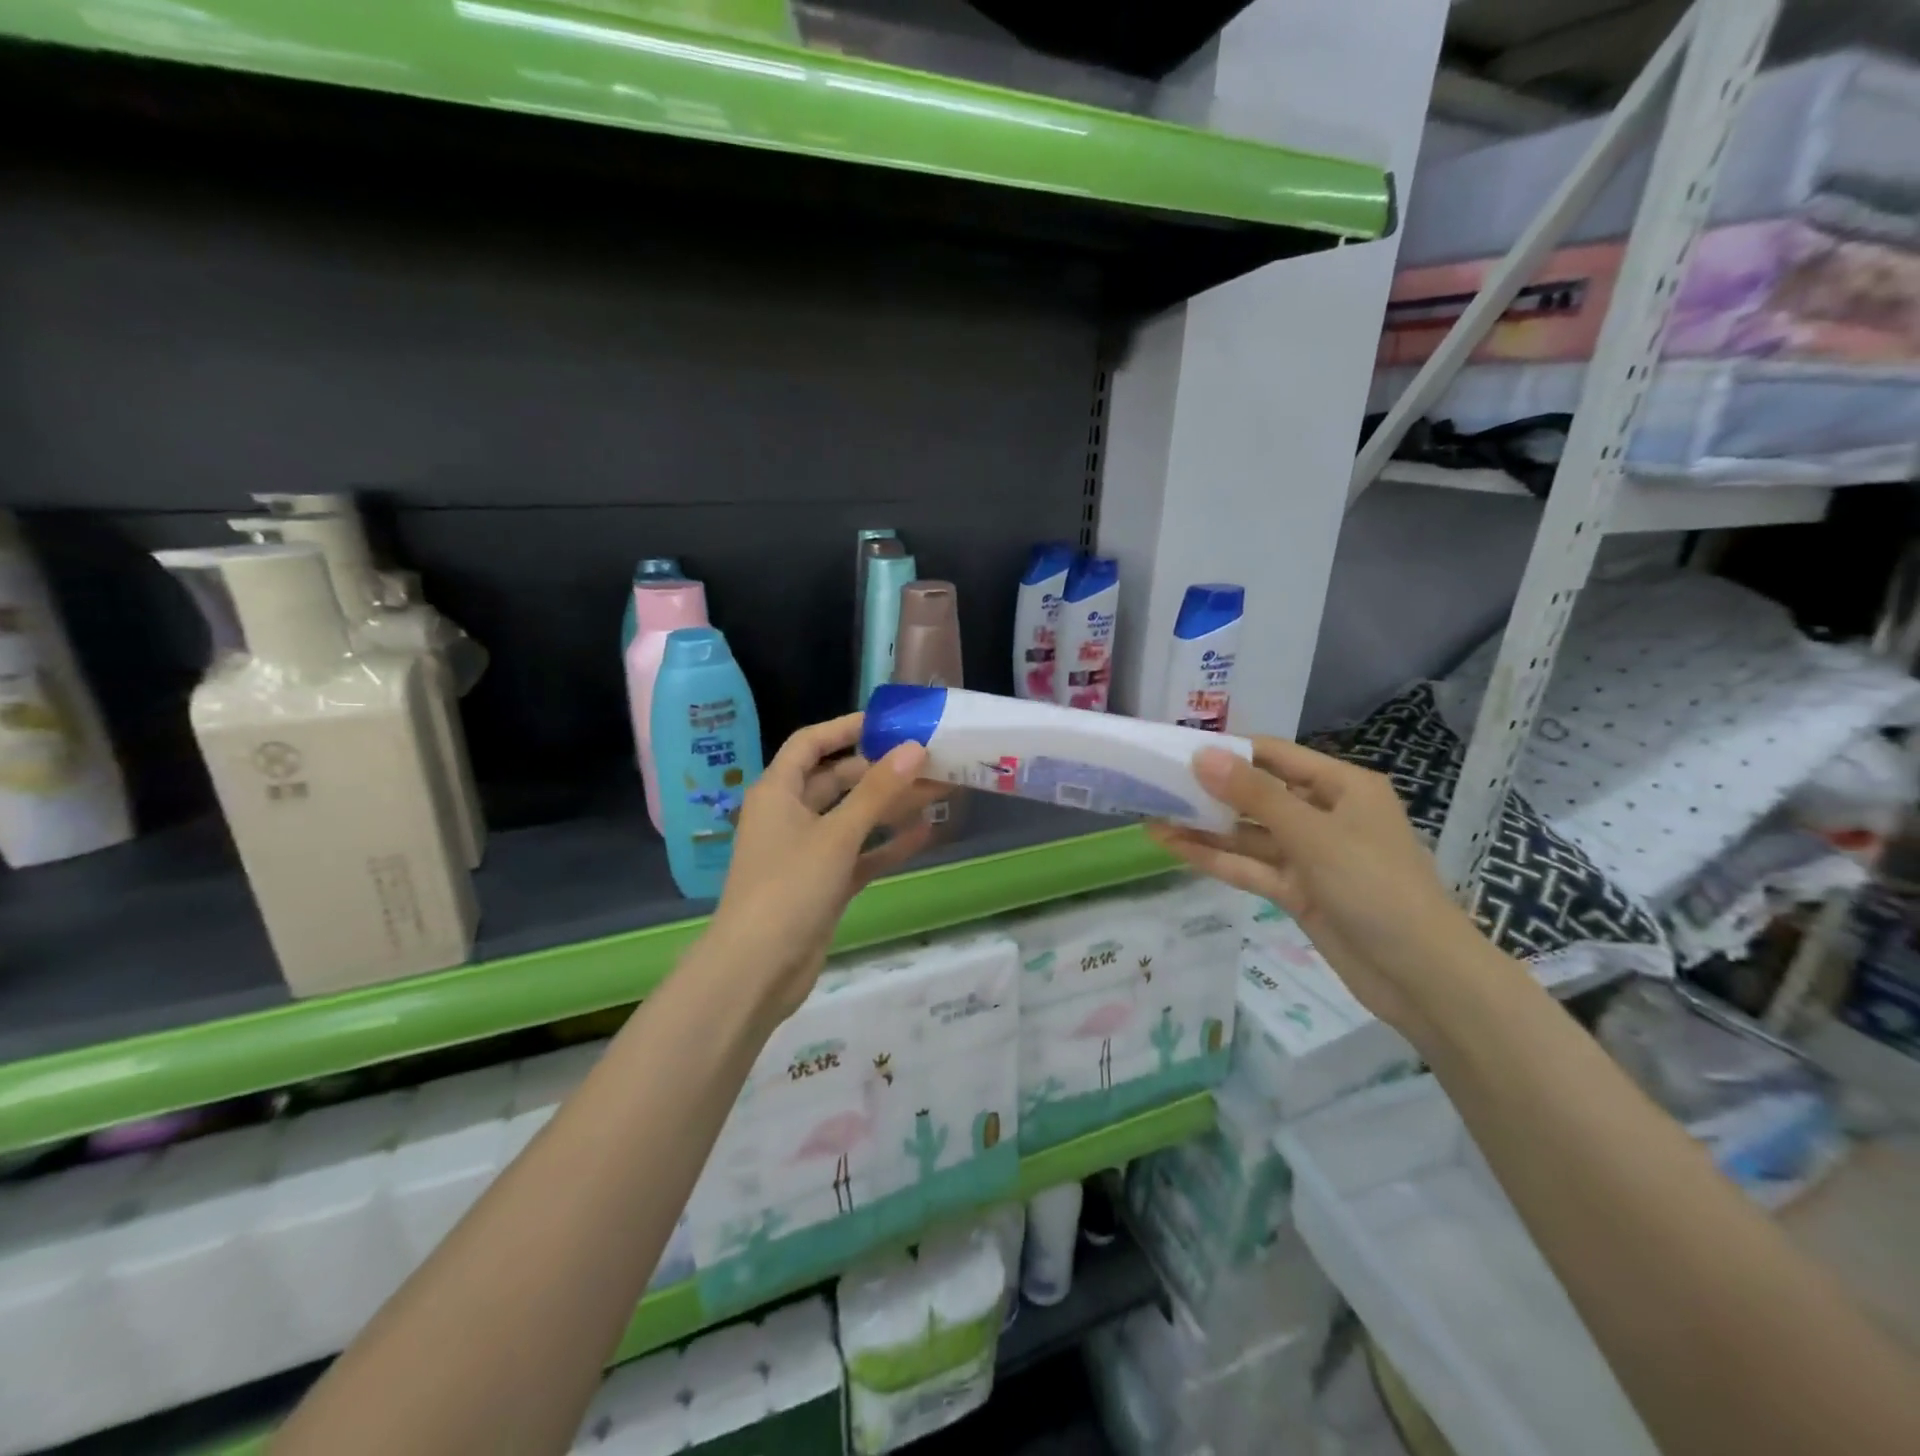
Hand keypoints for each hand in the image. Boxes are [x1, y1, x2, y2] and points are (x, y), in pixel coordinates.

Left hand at [702, 713, 932, 1024]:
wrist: (757, 970)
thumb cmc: (789, 888)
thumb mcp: (836, 835)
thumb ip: (877, 792)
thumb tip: (915, 748)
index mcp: (778, 792)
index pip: (810, 743)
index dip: (845, 727)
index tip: (888, 721)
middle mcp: (790, 815)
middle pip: (838, 780)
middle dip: (881, 770)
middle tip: (929, 761)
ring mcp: (807, 852)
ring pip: (853, 818)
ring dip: (890, 807)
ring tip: (938, 791)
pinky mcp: (823, 884)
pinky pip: (859, 854)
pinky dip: (887, 844)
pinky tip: (925, 833)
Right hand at [1147, 737, 1491, 1039]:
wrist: (1423, 979)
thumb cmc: (1376, 887)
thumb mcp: (1313, 835)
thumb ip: (1254, 796)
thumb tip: (1202, 755)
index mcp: (1342, 787)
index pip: (1275, 756)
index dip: (1228, 751)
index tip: (1178, 749)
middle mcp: (1325, 815)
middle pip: (1258, 795)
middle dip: (1210, 792)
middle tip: (1155, 784)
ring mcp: (1310, 857)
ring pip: (1249, 835)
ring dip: (1205, 828)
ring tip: (1152, 816)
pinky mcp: (1298, 892)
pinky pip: (1251, 867)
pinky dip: (1216, 859)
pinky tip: (1174, 847)